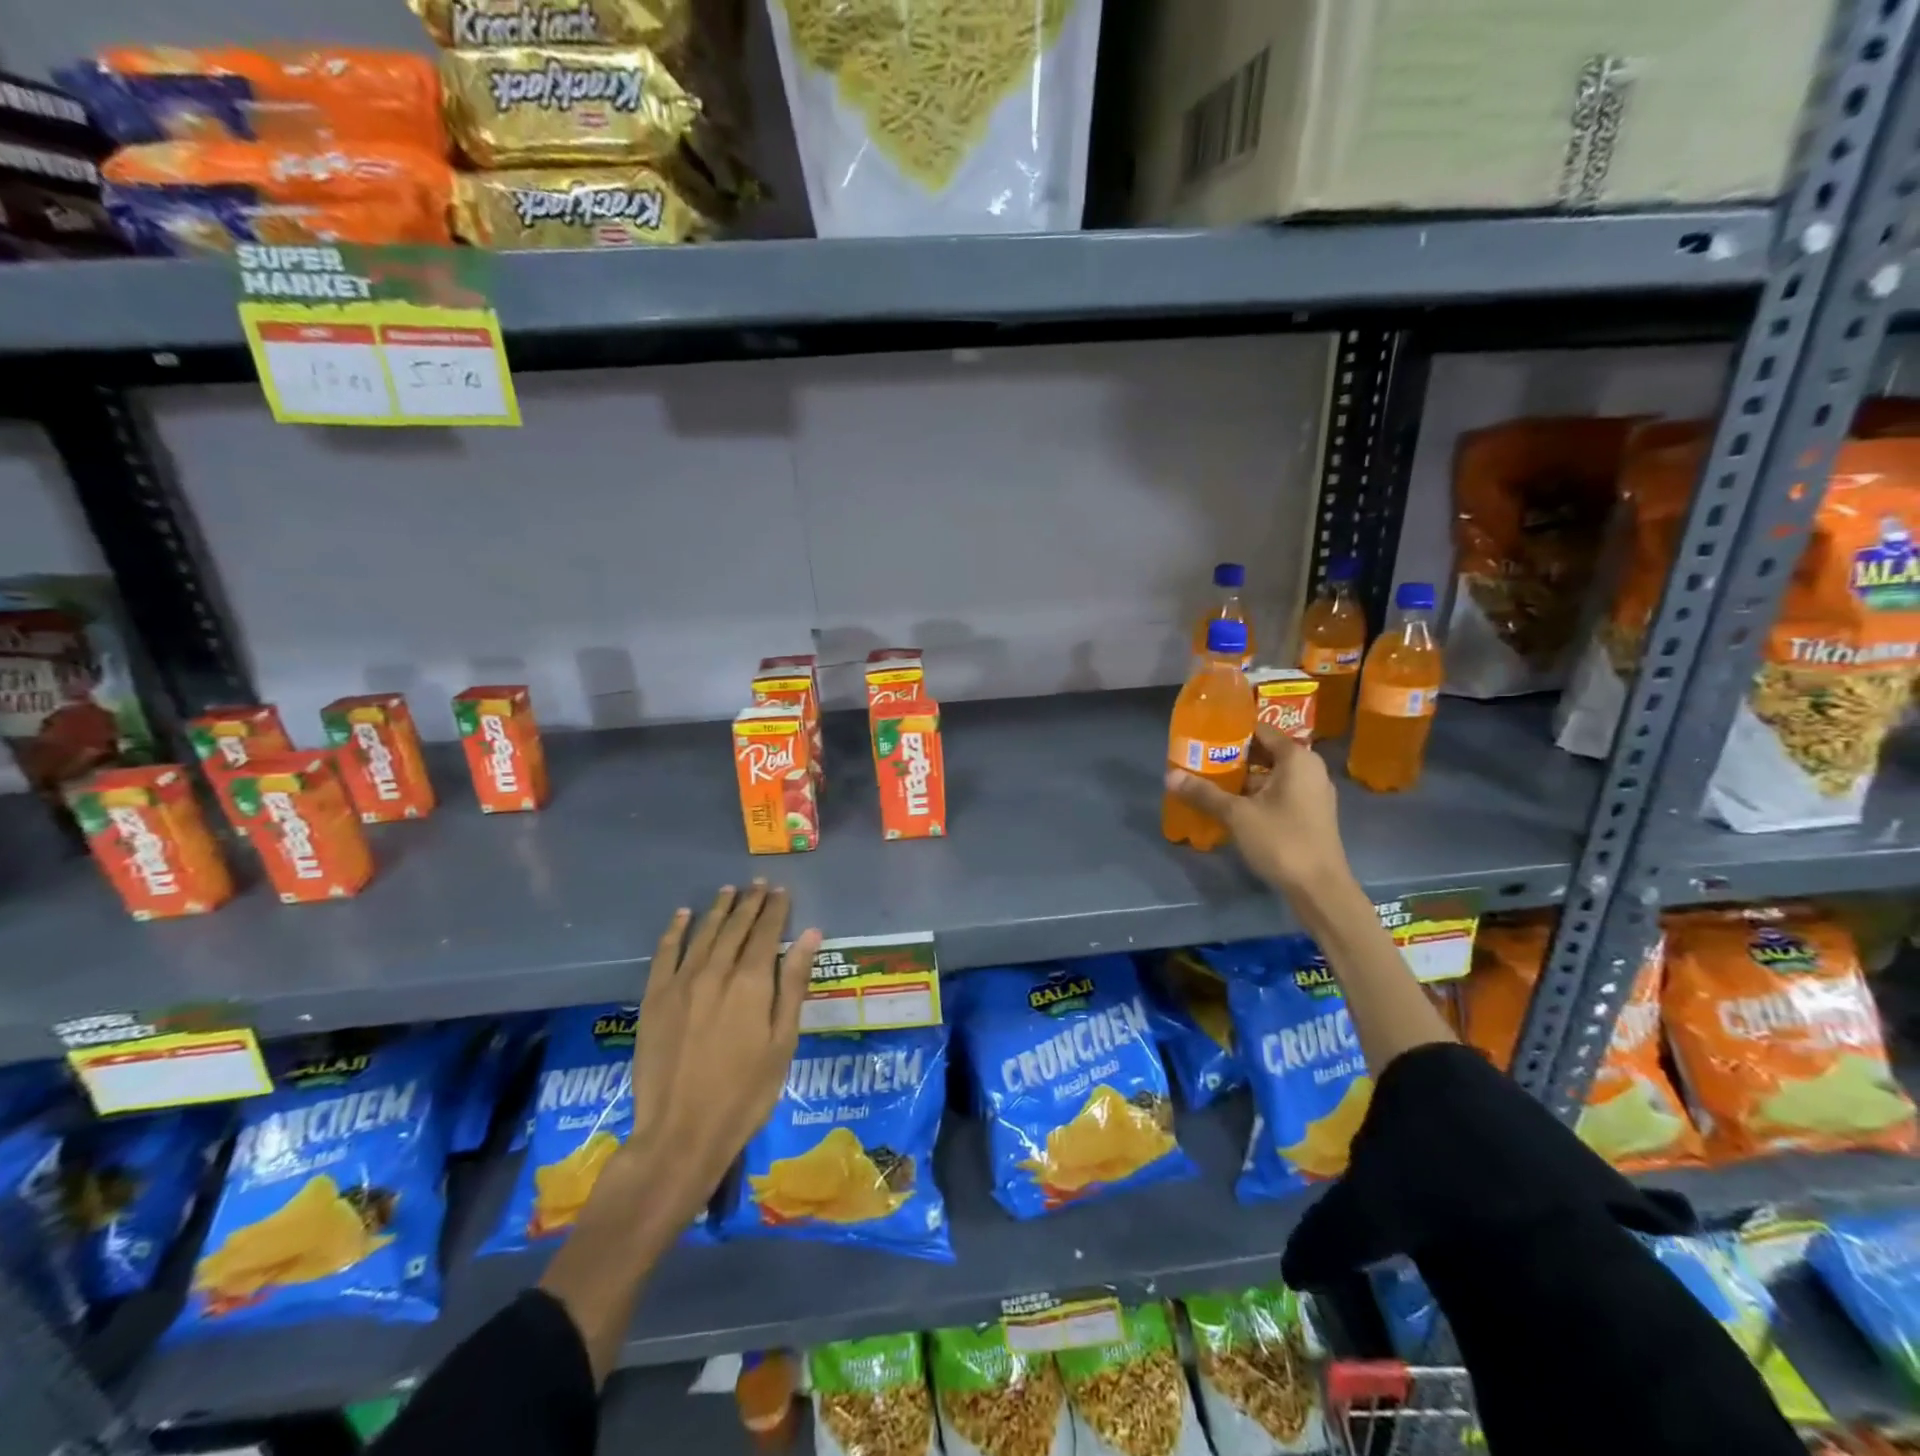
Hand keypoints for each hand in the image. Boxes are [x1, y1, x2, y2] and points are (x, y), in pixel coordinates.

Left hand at [624, 881, 822, 1223]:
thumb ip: (793, 983)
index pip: (766, 932)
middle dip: (749, 903)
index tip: (782, 891)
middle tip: (759, 884)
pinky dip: (675, 931)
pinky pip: (665, 953)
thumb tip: (810, 934)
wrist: (680, 1133)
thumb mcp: (782, 1041)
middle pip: (735, 927)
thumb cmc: (745, 1093)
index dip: (775, 909)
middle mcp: (715, 971)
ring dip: (717, 909)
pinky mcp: (654, 999)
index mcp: (750, 982)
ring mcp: (680, 983)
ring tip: (729, 890)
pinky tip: (682, 916)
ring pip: (703, 934)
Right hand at [1165, 726, 1351, 895]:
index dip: (1231, 732)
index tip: (1203, 736)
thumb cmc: (1281, 840)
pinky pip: (1279, 793)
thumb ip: (1204, 793)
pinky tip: (1231, 806)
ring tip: (1209, 782)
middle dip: (1233, 757)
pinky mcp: (1311, 814)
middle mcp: (1310, 769)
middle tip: (1200, 759)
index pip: (1261, 730)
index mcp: (1297, 758)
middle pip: (1265, 752)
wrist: (1320, 889)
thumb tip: (1169, 775)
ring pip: (1271, 775)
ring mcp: (1313, 793)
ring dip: (1243, 779)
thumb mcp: (1237, 815)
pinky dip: (1256, 795)